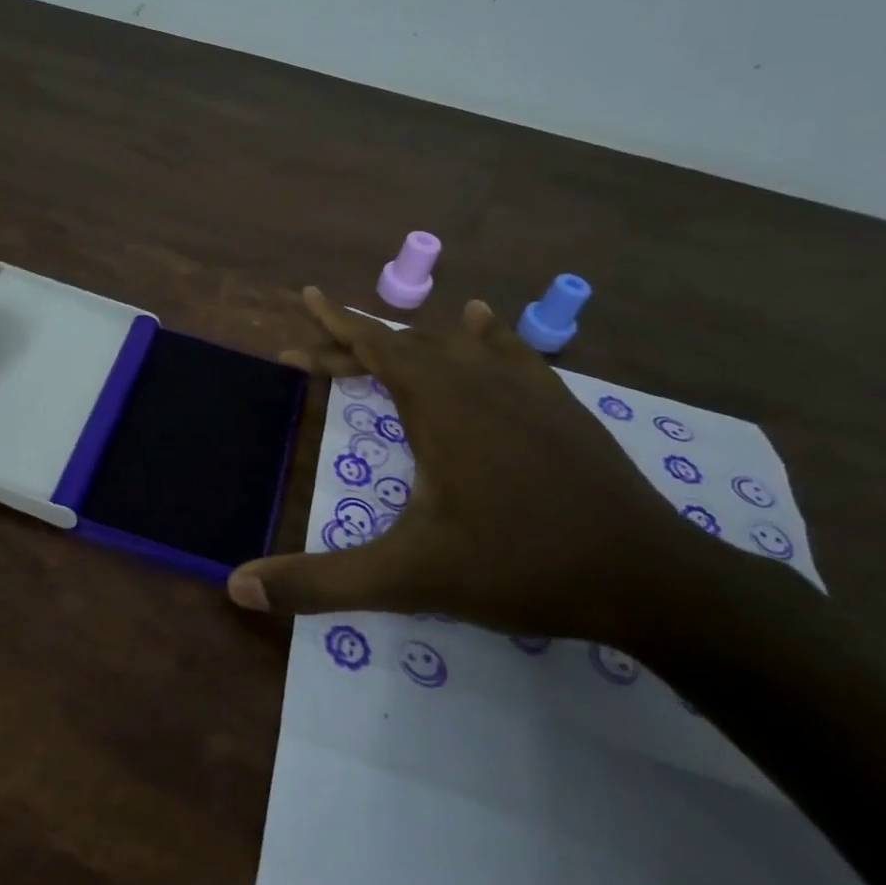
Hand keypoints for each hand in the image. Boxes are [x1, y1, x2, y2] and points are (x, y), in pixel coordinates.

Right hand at [227, 288, 710, 645]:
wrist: (648, 577)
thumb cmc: (518, 566)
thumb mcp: (407, 579)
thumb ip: (319, 582)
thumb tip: (237, 586)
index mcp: (439, 405)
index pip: (376, 345)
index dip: (336, 324)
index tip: (307, 298)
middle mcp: (479, 381)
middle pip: (406, 345)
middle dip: (355, 346)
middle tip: (314, 357)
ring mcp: (527, 389)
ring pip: (455, 345)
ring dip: (410, 343)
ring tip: (385, 342)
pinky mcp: (561, 406)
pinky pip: (511, 352)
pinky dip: (483, 336)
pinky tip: (482, 324)